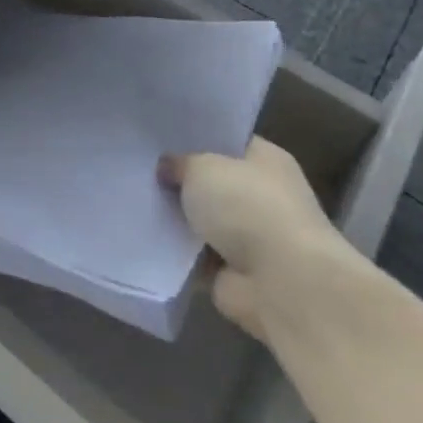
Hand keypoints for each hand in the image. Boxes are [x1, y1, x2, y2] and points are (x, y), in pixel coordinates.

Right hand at [159, 138, 353, 338]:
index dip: (197, 138)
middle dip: (184, 180)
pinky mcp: (238, 273)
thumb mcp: (201, 168)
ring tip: (139, 201)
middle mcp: (265, 195)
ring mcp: (253, 237)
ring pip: (205, 220)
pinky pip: (199, 255)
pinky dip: (180, 252)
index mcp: (267, 160)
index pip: (228, 141)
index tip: (162, 138)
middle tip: (144, 169)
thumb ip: (179, 163)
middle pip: (215, 182)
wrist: (283, 285)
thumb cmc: (247, 207)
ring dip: (180, 219)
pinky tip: (149, 238)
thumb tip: (167, 168)